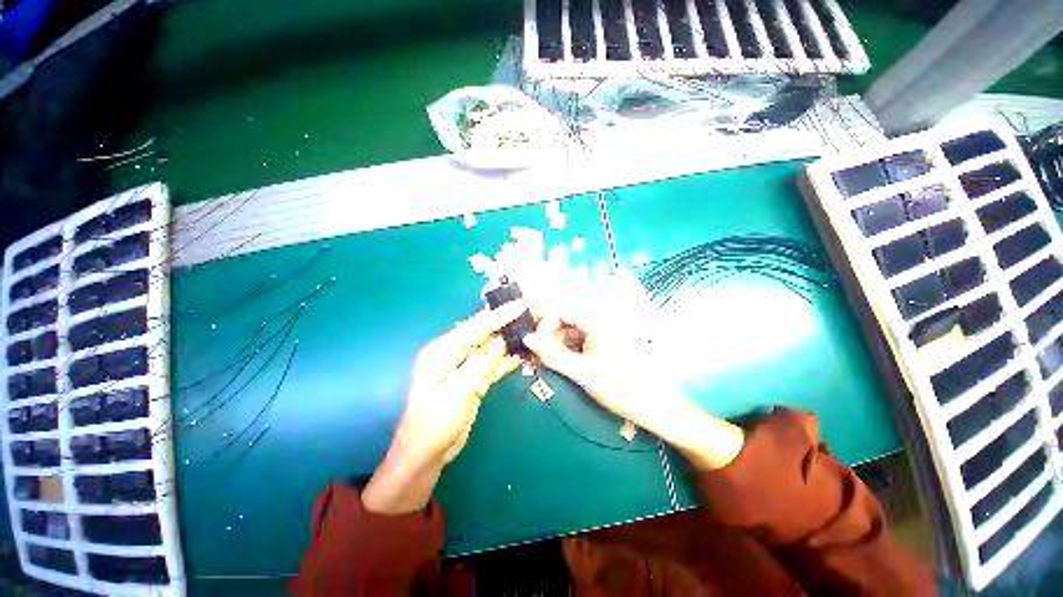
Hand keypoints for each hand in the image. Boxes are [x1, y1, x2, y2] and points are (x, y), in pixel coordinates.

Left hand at [362, 301, 525, 513]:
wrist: (424, 456)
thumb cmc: (433, 426)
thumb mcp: (456, 395)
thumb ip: (479, 367)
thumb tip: (500, 344)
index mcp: (442, 351)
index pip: (476, 327)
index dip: (500, 315)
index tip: (522, 305)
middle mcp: (454, 354)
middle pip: (486, 334)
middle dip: (508, 324)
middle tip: (532, 315)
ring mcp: (465, 367)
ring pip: (492, 348)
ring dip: (511, 341)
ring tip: (533, 331)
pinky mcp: (473, 380)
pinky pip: (493, 364)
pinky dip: (508, 359)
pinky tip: (524, 354)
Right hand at [523, 277, 743, 471]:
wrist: (654, 407)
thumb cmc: (620, 387)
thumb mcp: (582, 372)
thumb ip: (553, 354)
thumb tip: (527, 338)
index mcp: (597, 321)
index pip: (562, 310)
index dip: (544, 323)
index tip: (532, 342)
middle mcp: (600, 322)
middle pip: (566, 321)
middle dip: (549, 336)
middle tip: (537, 356)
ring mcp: (602, 334)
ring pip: (571, 333)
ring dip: (556, 345)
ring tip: (546, 363)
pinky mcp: (603, 345)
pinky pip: (579, 342)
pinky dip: (567, 351)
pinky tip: (560, 364)